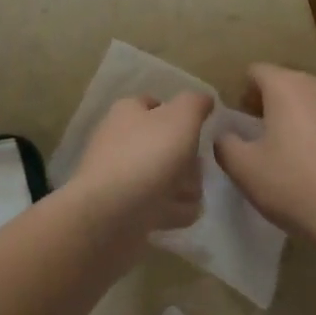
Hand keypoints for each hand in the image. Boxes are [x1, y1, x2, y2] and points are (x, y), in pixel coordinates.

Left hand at [67, 92, 211, 232]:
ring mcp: (121, 176)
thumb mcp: (180, 118)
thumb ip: (195, 104)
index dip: (180, 116)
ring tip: (187, 196)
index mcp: (128, 113)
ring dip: (185, 188)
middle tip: (195, 170)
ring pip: (165, 177)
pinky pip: (159, 206)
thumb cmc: (148, 156)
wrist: (111, 214)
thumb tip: (204, 99)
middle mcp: (120, 140)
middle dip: (189, 161)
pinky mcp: (124, 209)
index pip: (156, 104)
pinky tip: (177, 215)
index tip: (198, 132)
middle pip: (166, 145)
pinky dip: (172, 211)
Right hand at [213, 65, 315, 242]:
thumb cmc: (295, 187)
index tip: (242, 122)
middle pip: (289, 82)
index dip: (244, 93)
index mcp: (286, 87)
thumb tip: (225, 134)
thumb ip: (225, 143)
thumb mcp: (243, 169)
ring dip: (306, 113)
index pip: (256, 71)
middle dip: (274, 102)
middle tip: (265, 136)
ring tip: (300, 147)